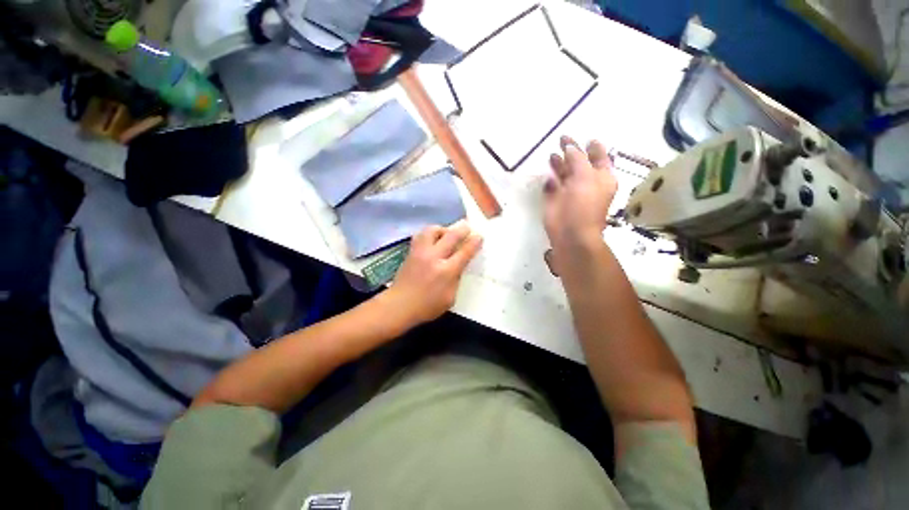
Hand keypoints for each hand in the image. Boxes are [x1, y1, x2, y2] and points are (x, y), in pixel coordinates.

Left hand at [382, 221, 482, 327]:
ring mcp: (420, 252)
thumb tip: (459, 265)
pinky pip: (421, 235)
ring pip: (433, 230)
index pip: (464, 252)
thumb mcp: (450, 298)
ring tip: (447, 233)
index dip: (474, 242)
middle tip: (468, 227)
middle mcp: (434, 257)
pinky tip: (433, 239)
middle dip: (462, 229)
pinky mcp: (411, 252)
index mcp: (447, 271)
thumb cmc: (427, 306)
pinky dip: (430, 233)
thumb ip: (456, 279)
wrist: (399, 306)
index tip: (479, 236)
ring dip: (443, 229)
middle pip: (451, 236)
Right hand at [543, 136, 616, 255]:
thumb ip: (577, 158)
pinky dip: (550, 178)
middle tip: (562, 139)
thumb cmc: (583, 204)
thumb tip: (570, 146)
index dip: (593, 147)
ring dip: (558, 163)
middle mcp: (586, 182)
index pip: (599, 157)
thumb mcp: (585, 176)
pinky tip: (547, 172)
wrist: (570, 232)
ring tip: (552, 154)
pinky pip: (552, 185)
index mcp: (601, 177)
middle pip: (579, 163)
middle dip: (572, 152)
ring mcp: (569, 191)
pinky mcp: (555, 199)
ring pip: (564, 173)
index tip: (587, 138)